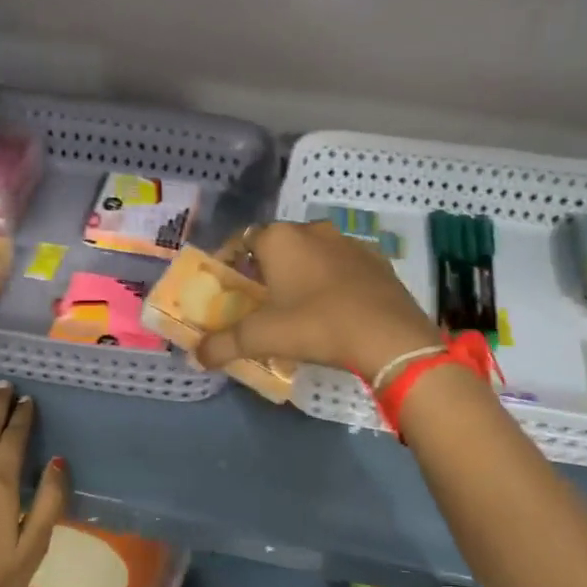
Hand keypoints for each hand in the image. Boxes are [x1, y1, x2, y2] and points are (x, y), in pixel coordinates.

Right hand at [196, 220, 441, 380]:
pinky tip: (333, 307)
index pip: (243, 239)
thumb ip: (223, 344)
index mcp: (280, 239)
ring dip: (301, 271)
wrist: (390, 337)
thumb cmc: (316, 326)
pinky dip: (332, 280)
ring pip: (312, 252)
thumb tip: (196, 356)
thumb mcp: (262, 338)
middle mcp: (313, 230)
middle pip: (278, 244)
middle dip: (265, 267)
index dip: (230, 260)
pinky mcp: (377, 261)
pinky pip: (343, 266)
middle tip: (259, 299)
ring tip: (296, 304)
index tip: (226, 284)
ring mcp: (349, 243)